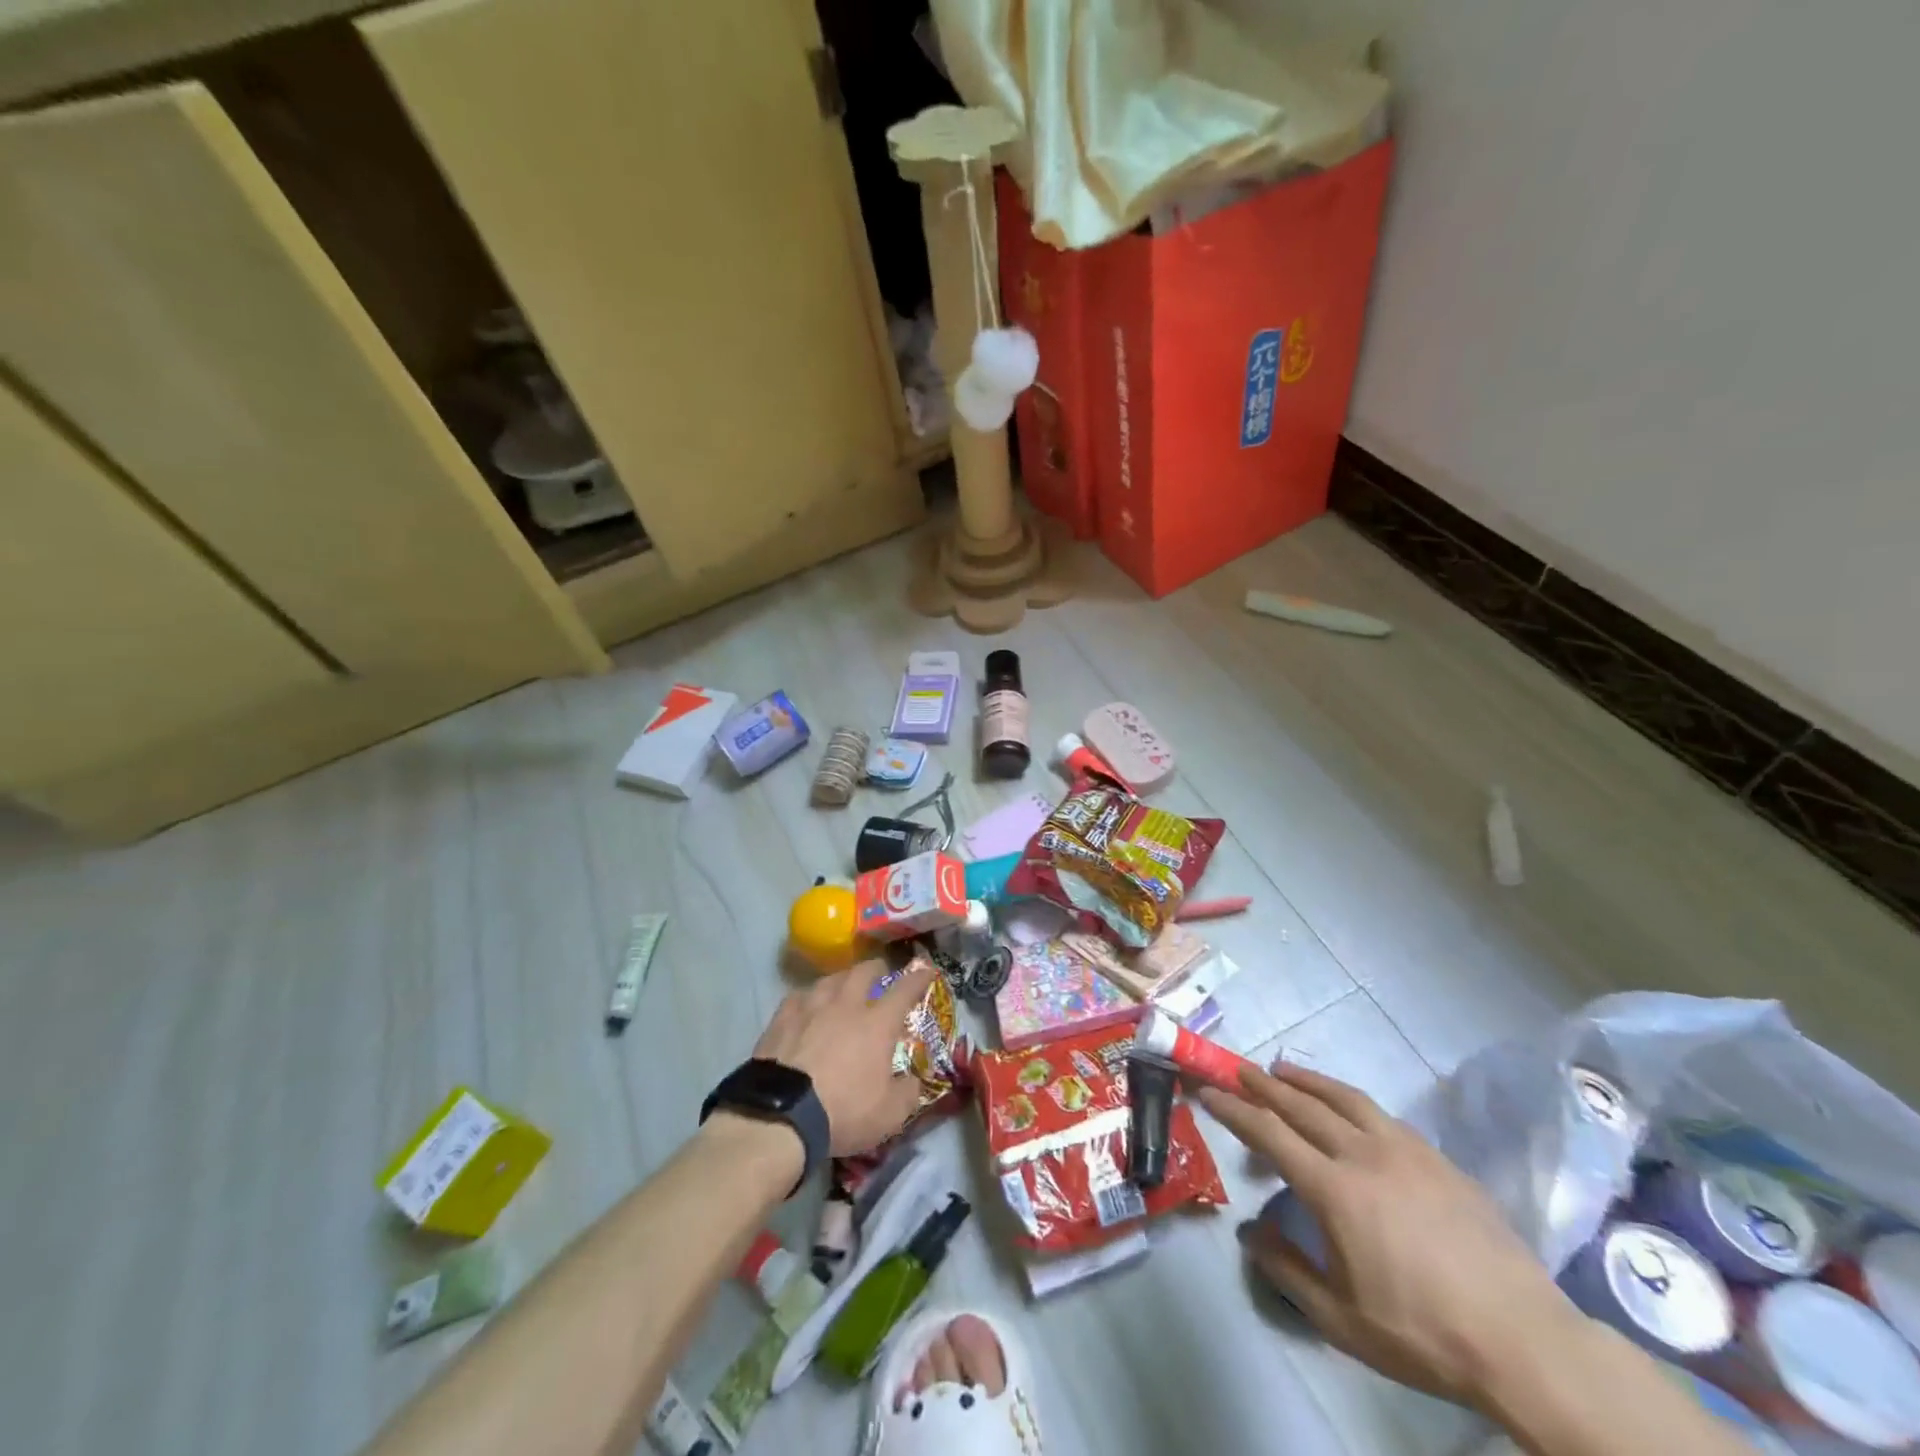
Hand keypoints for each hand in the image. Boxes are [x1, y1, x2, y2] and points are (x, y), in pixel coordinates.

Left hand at [753, 956, 934, 1156]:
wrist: (780, 1115)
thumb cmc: (842, 1112)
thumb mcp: (889, 1115)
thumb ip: (908, 1093)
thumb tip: (913, 1081)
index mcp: (877, 1023)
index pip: (904, 990)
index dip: (918, 978)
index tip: (926, 970)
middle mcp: (845, 1005)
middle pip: (863, 972)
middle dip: (876, 968)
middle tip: (880, 973)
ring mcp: (810, 1007)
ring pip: (830, 979)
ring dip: (842, 979)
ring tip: (843, 986)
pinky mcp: (781, 1018)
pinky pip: (799, 996)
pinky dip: (809, 997)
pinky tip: (806, 1005)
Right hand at [1199, 1062, 1586, 1413]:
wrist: (1523, 1340)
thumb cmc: (1423, 1332)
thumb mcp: (1341, 1319)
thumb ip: (1286, 1270)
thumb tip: (1249, 1231)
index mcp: (1334, 1190)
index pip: (1269, 1134)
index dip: (1234, 1109)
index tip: (1208, 1091)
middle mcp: (1363, 1155)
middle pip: (1302, 1105)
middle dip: (1263, 1084)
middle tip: (1237, 1068)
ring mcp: (1404, 1151)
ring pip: (1343, 1098)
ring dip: (1306, 1080)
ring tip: (1283, 1069)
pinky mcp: (1436, 1158)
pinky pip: (1380, 1114)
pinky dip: (1349, 1100)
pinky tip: (1346, 1108)